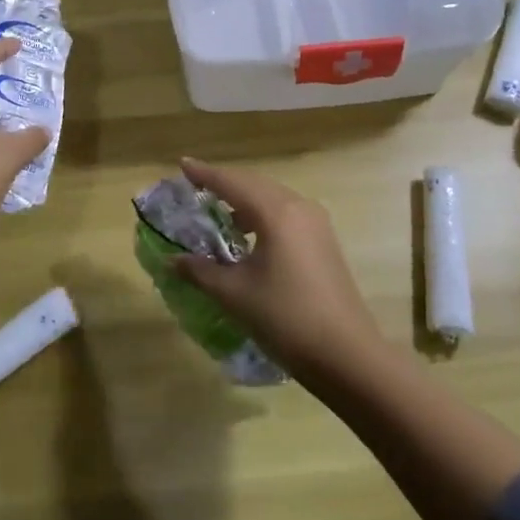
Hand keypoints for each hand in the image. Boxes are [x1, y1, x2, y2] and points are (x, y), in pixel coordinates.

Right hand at [171, 157, 384, 378]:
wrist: (346, 355)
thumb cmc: (285, 318)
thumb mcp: (235, 294)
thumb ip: (201, 271)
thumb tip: (172, 261)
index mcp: (276, 212)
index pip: (232, 182)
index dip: (205, 174)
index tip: (181, 164)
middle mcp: (298, 207)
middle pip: (254, 184)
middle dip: (224, 183)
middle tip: (196, 186)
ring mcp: (316, 223)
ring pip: (272, 197)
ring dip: (244, 200)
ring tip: (219, 214)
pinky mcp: (324, 241)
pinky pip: (286, 213)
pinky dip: (262, 215)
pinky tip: (248, 236)